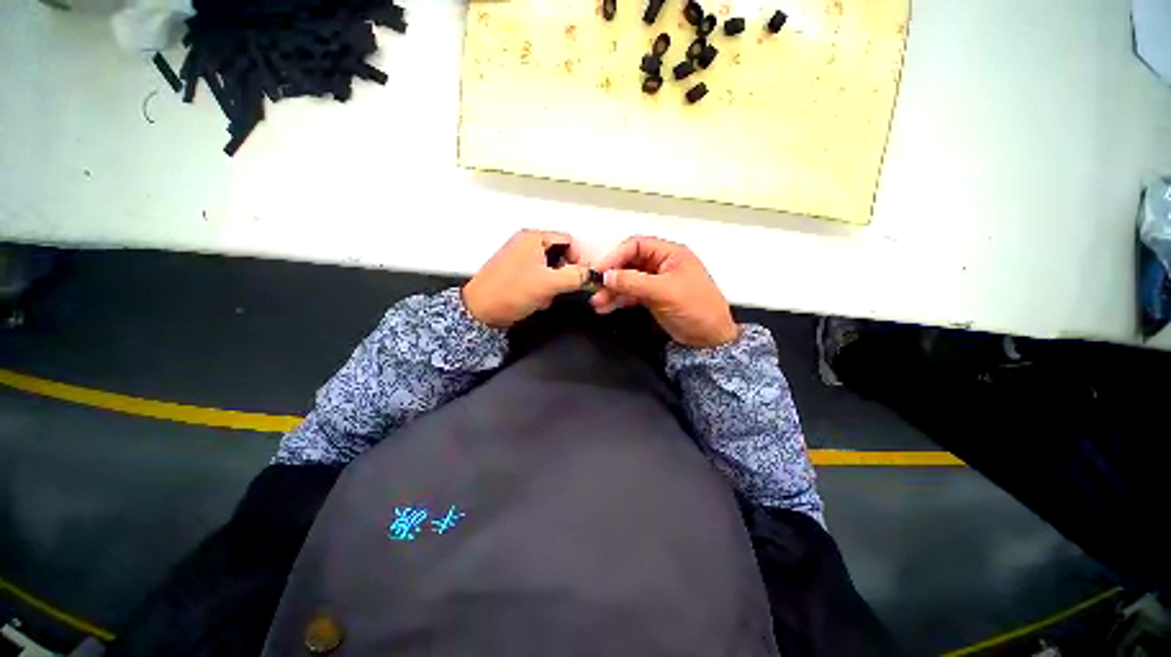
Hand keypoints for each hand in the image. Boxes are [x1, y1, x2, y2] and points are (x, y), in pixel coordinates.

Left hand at [463, 230, 589, 327]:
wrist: (480, 311)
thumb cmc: (510, 292)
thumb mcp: (549, 283)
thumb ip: (575, 276)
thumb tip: (591, 273)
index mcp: (533, 238)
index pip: (568, 240)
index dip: (578, 259)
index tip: (579, 277)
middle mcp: (525, 243)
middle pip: (559, 254)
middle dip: (564, 274)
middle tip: (561, 288)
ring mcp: (519, 257)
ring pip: (550, 267)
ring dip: (553, 283)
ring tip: (546, 297)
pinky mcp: (515, 272)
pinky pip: (538, 275)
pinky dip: (542, 287)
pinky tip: (536, 300)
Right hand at [591, 236, 738, 347]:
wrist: (709, 338)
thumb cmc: (697, 309)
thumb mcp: (664, 292)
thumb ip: (634, 282)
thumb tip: (607, 276)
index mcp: (670, 254)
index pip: (636, 246)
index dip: (616, 256)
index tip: (601, 271)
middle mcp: (662, 265)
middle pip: (629, 263)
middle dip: (612, 276)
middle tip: (596, 289)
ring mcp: (656, 282)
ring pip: (628, 280)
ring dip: (612, 290)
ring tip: (597, 303)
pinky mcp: (653, 297)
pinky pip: (631, 294)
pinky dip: (619, 300)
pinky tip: (607, 307)